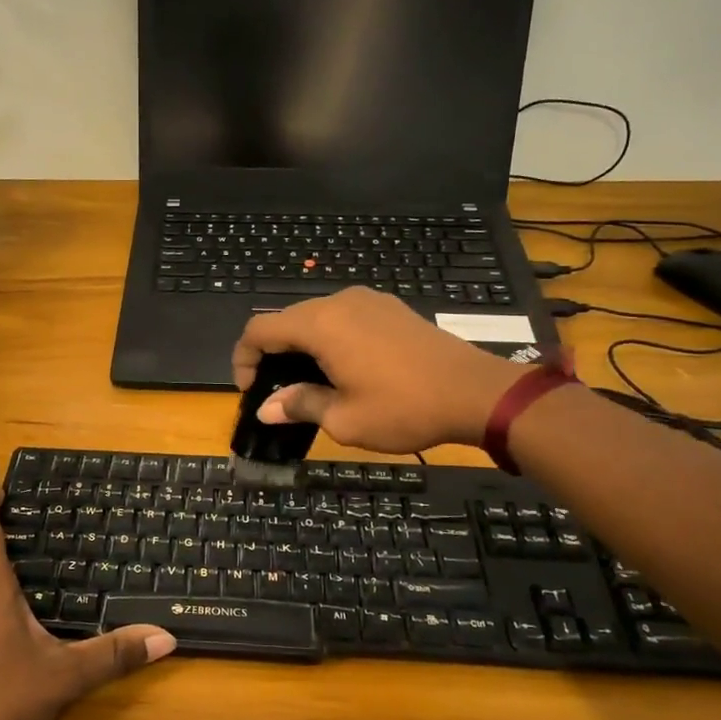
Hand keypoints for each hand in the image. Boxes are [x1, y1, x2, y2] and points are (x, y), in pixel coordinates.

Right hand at [232, 288, 523, 453]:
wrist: (476, 392)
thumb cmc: (404, 408)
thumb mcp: (345, 418)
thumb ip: (300, 405)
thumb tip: (267, 408)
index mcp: (321, 324)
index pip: (260, 329)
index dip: (244, 358)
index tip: (251, 392)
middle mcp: (340, 302)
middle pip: (286, 320)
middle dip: (271, 354)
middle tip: (276, 393)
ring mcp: (368, 301)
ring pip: (315, 318)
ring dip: (300, 347)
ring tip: (308, 384)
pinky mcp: (389, 308)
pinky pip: (343, 318)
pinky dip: (328, 339)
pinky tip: (342, 368)